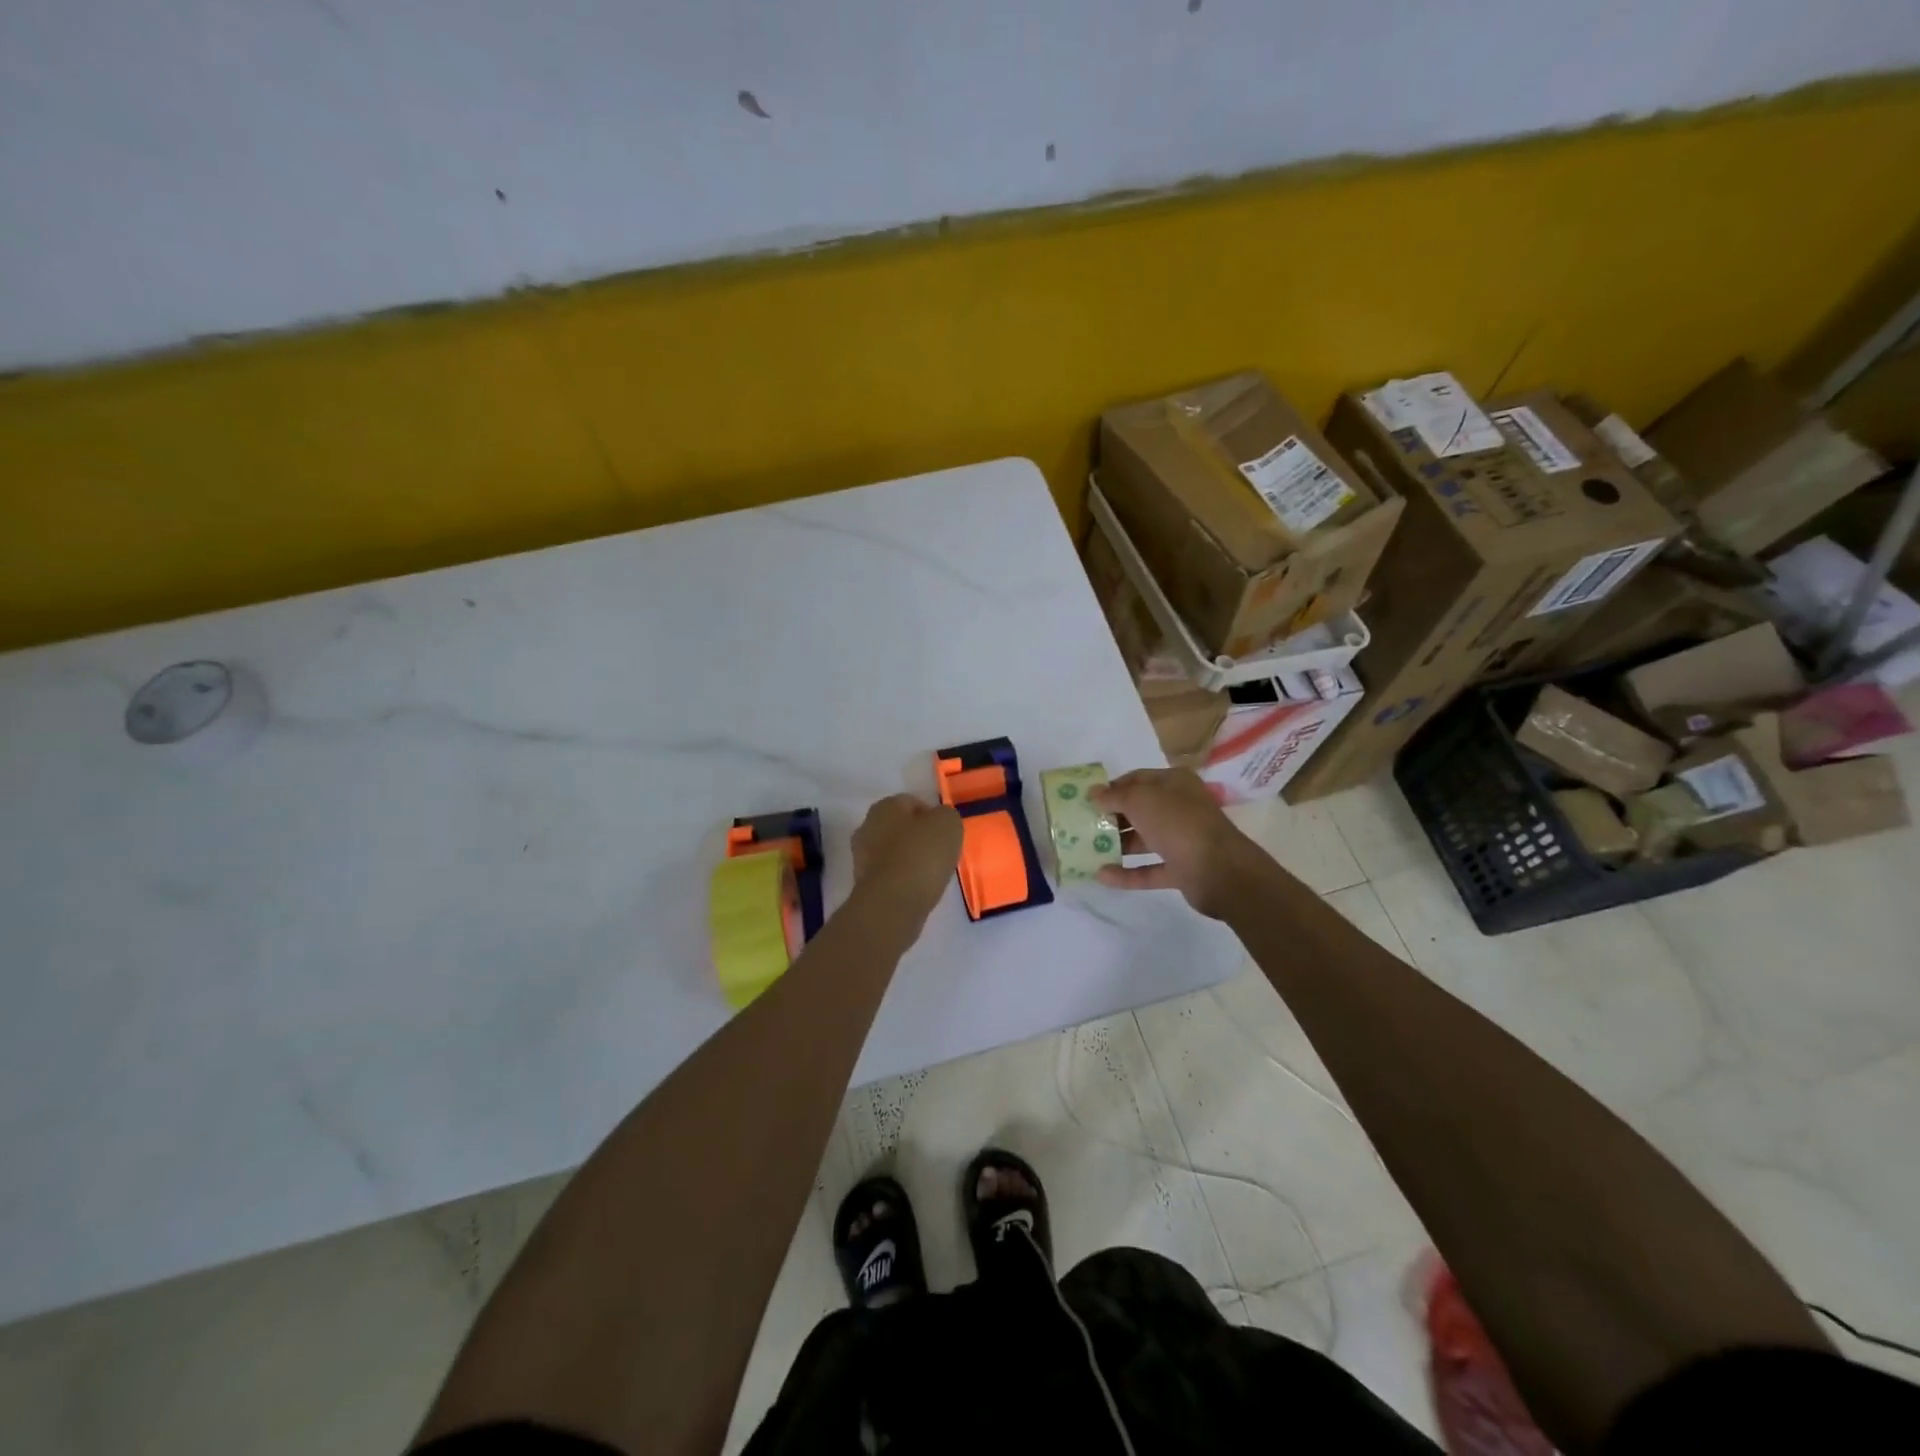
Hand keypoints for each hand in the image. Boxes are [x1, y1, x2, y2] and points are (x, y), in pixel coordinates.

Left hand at [852, 794, 962, 921]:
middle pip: (899, 827)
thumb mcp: (948, 824)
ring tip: (931, 873)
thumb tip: (939, 821)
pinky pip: (890, 874)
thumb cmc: (921, 855)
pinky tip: (917, 888)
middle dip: (918, 837)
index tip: (946, 833)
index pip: (912, 802)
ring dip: (909, 859)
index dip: (932, 815)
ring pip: (893, 852)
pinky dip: (903, 879)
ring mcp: (861, 857)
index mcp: (885, 806)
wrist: (892, 903)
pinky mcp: (863, 884)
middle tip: (940, 852)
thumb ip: (946, 816)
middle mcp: (867, 826)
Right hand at [1091, 768, 1262, 918]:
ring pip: (1143, 839)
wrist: (1220, 870)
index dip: (1112, 787)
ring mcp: (1182, 840)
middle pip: (1139, 810)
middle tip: (1083, 825)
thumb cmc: (1178, 823)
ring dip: (1117, 845)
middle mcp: (1179, 808)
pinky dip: (1127, 873)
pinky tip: (1102, 875)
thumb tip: (1094, 793)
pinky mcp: (1181, 869)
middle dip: (1112, 817)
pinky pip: (1149, 870)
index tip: (1087, 799)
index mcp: (1175, 783)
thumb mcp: (1140, 800)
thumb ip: (1114, 796)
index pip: (1137, 779)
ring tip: (1086, 851)